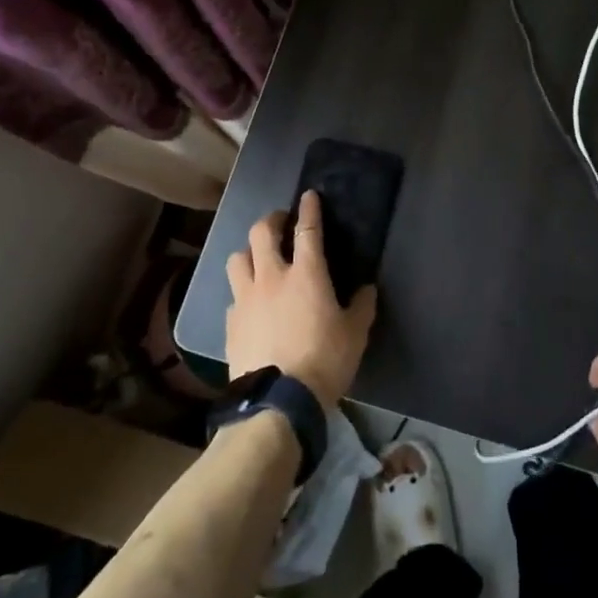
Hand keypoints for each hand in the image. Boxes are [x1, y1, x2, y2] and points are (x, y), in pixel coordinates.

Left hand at [225, 191, 376, 406]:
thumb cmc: (324, 361)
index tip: (308, 196)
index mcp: (307, 274)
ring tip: (258, 259)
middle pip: (262, 233)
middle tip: (280, 222)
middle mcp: (272, 277)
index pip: (307, 229)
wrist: (277, 402)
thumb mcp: (355, 334)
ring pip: (237, 258)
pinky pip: (233, 295)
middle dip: (271, 220)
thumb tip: (367, 288)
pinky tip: (250, 303)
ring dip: (248, 252)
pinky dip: (242, 291)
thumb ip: (362, 306)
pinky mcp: (231, 323)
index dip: (308, 209)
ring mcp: (246, 299)